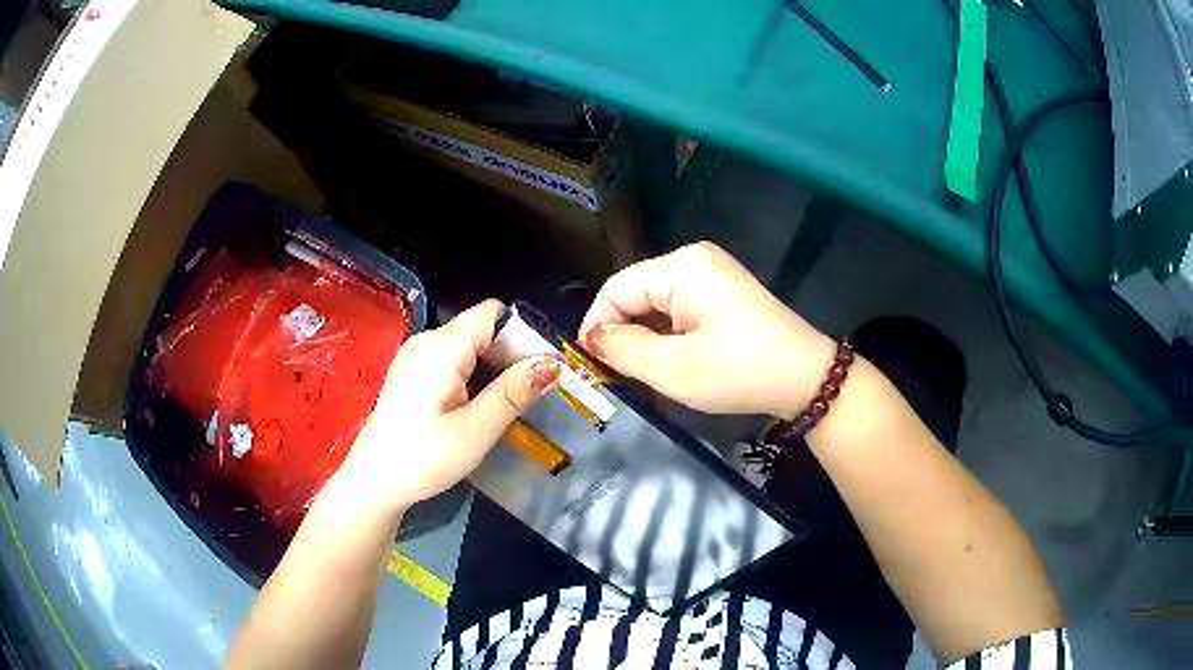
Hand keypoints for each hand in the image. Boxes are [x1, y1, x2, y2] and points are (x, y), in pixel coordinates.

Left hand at [337, 300, 560, 514]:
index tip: (540, 371)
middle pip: (481, 328)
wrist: (373, 484)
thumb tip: (552, 362)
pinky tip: (474, 409)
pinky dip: (472, 376)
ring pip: (468, 346)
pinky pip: (451, 360)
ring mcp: (414, 356)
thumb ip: (512, 393)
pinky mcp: (410, 373)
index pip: (492, 313)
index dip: (522, 334)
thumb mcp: (474, 431)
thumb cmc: (422, 459)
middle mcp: (426, 340)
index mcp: (442, 347)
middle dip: (510, 355)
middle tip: (527, 398)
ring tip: (505, 407)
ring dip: (492, 369)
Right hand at [579, 242, 833, 418]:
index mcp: (682, 267)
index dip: (597, 324)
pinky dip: (668, 333)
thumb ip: (623, 350)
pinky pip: (679, 307)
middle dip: (624, 332)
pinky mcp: (724, 290)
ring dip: (646, 336)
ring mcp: (713, 272)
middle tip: (620, 374)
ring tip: (646, 371)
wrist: (807, 379)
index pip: (617, 288)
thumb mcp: (674, 369)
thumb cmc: (740, 372)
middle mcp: (695, 259)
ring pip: (657, 302)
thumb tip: (593, 338)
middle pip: (637, 292)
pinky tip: (673, 359)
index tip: (590, 363)